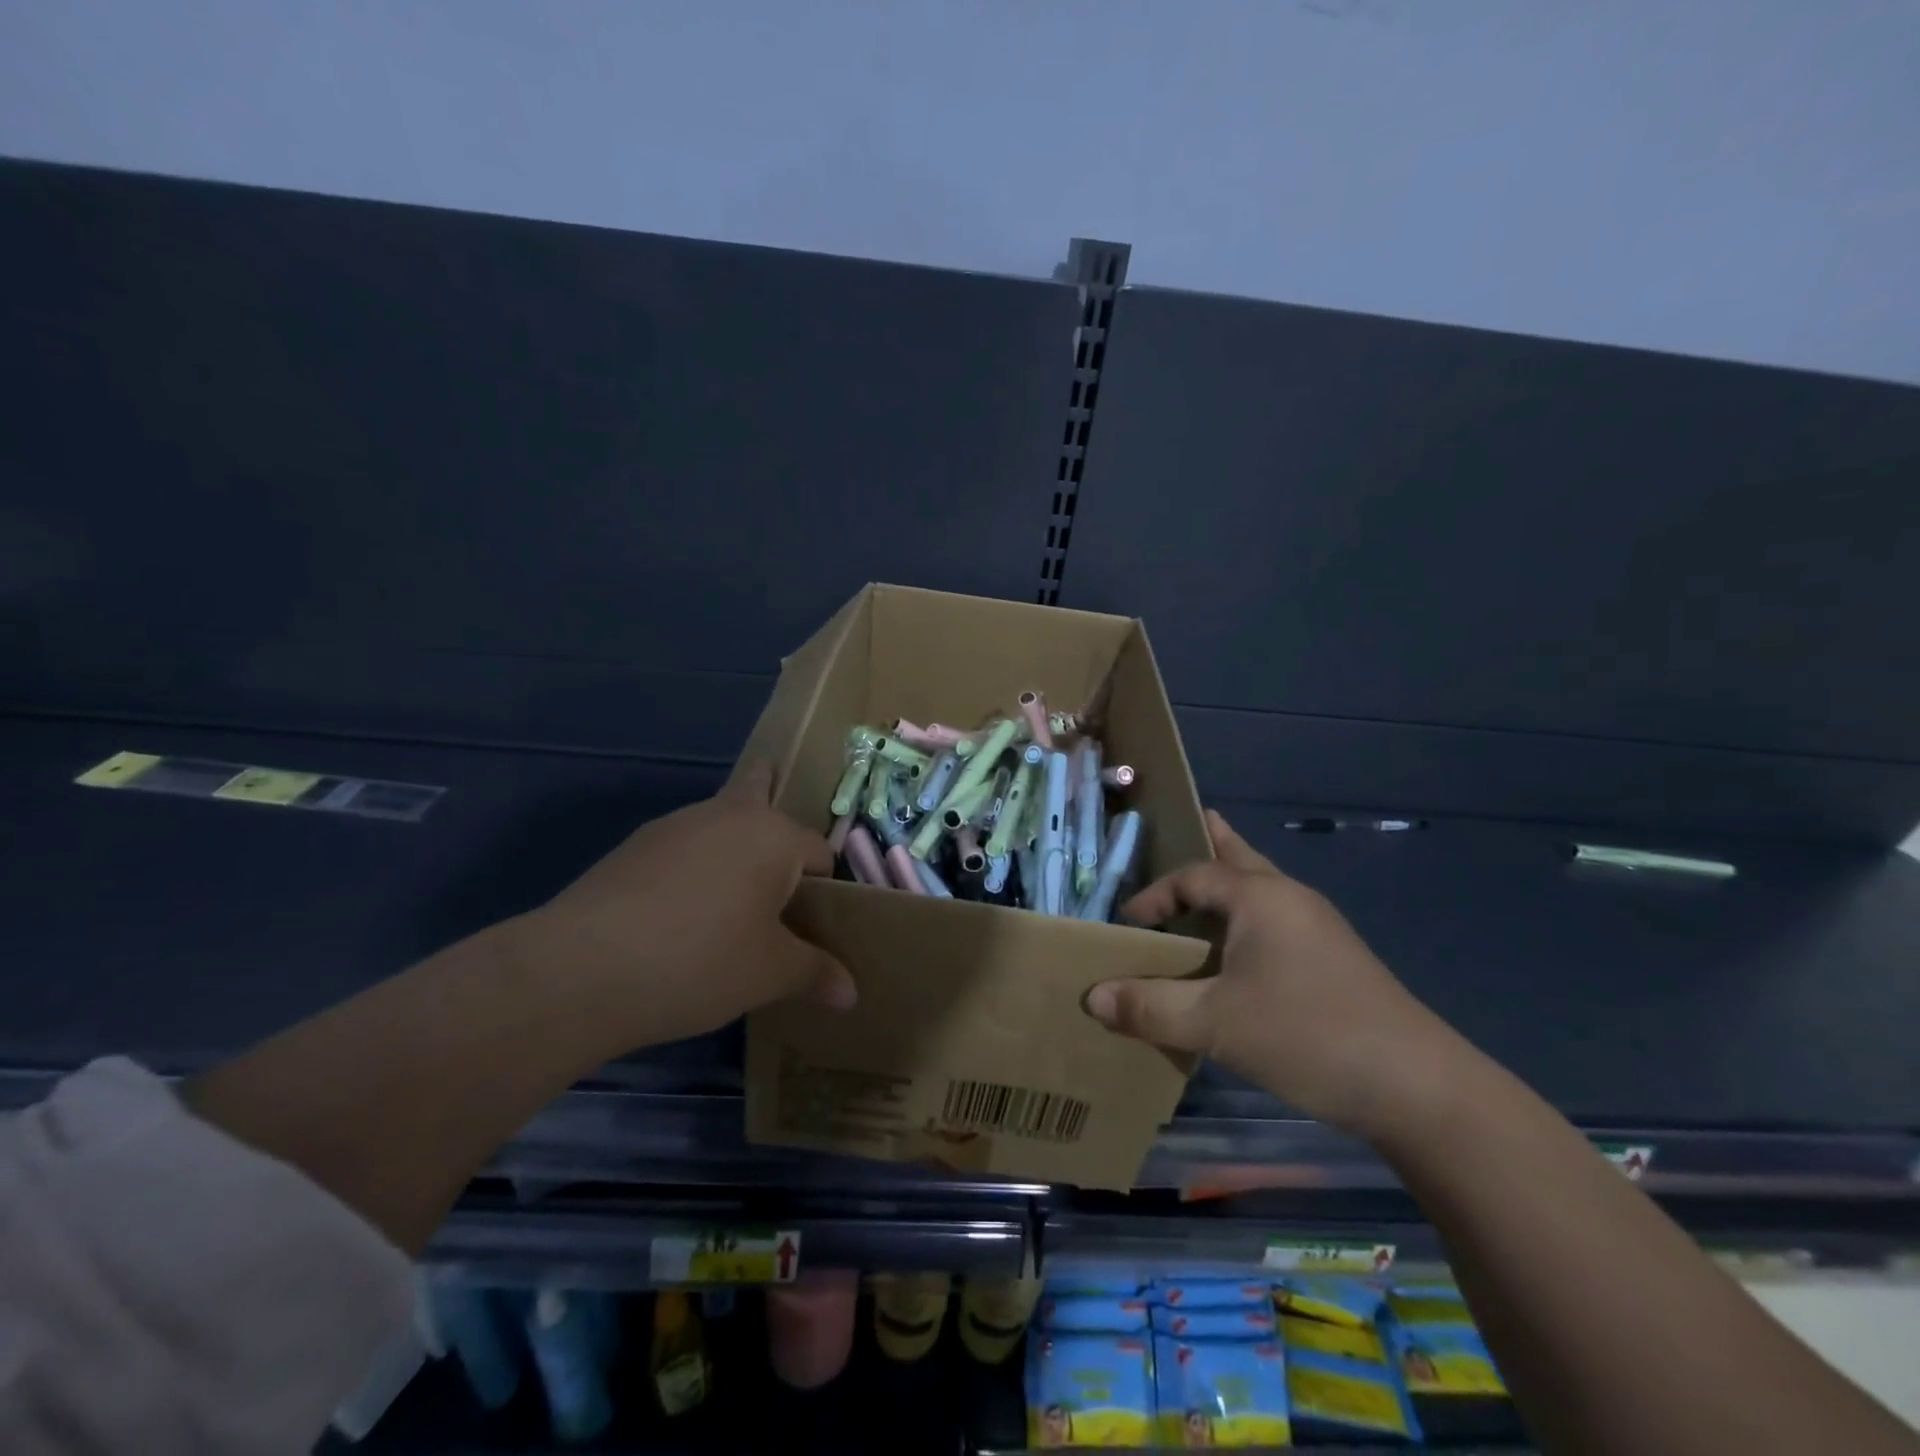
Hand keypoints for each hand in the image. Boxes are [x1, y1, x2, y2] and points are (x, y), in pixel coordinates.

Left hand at [504, 764, 856, 1050]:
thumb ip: (815, 974)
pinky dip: (692, 869)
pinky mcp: (632, 848)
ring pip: (718, 823)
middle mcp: (727, 814)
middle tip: (778, 849)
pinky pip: (681, 848)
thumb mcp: (769, 974)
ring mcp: (673, 826)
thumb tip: (851, 994)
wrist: (582, 969)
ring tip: (729, 901)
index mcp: (773, 835)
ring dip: (731, 846)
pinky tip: (680, 915)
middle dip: (773, 803)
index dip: (825, 889)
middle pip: (760, 794)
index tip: (814, 926)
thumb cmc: (701, 960)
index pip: (820, 853)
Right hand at [1083, 810, 1463, 1139]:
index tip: (1127, 926)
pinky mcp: (1335, 962)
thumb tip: (1092, 996)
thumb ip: (1150, 1006)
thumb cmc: (1306, 1035)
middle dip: (1212, 842)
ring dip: (1229, 887)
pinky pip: (1277, 923)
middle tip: (1189, 824)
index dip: (1153, 896)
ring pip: (1262, 892)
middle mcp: (1290, 900)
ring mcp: (1320, 930)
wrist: (1418, 1087)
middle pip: (1240, 858)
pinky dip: (1248, 922)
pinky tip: (1238, 955)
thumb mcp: (1215, 1023)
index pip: (1193, 876)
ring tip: (1203, 891)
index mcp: (1260, 898)